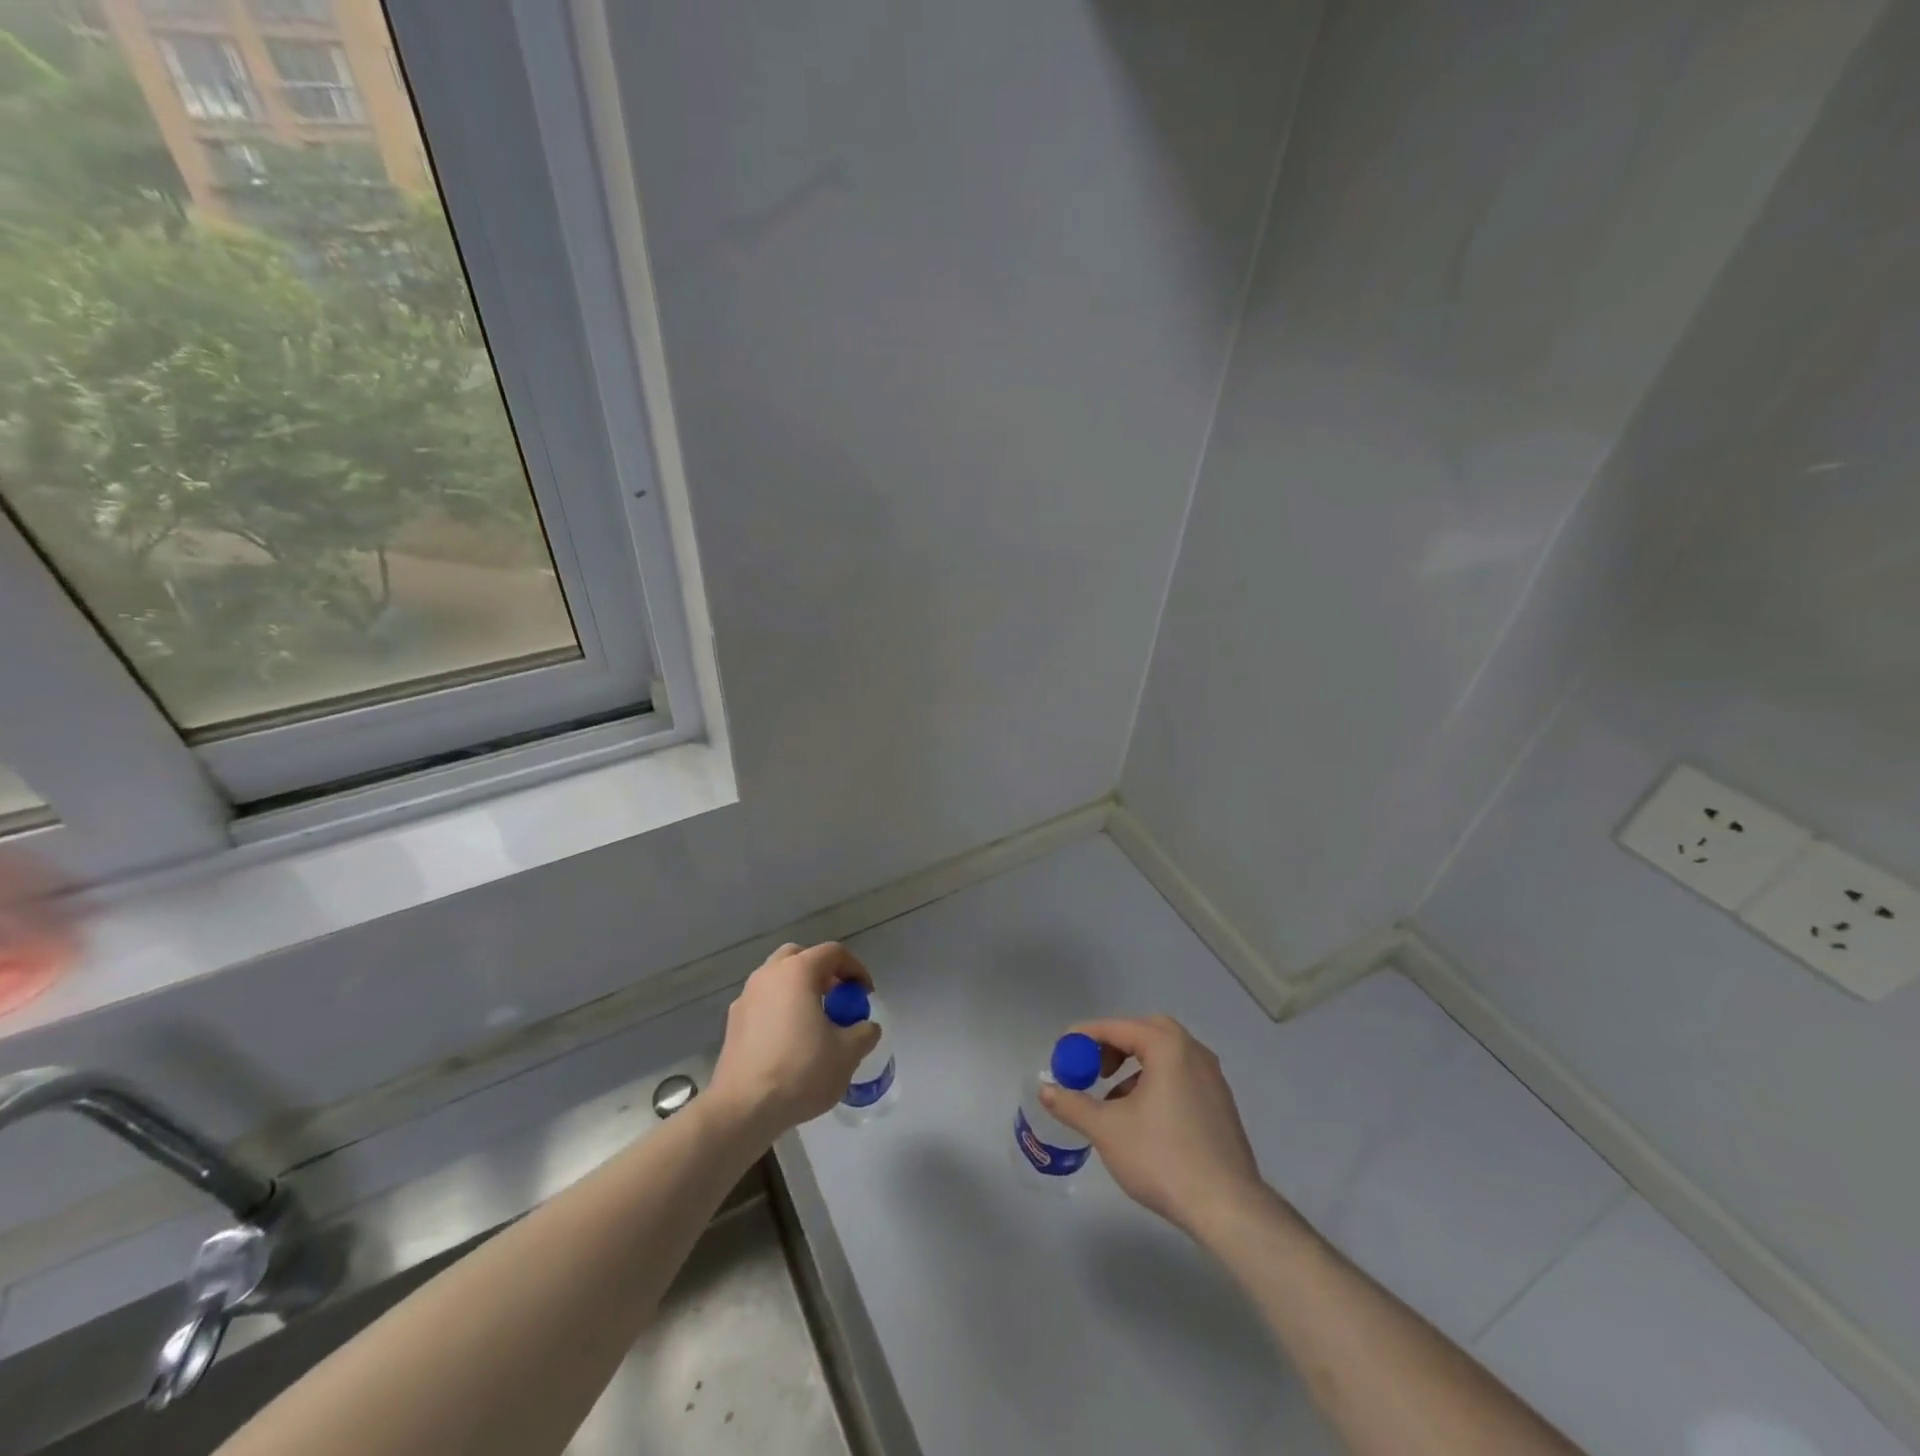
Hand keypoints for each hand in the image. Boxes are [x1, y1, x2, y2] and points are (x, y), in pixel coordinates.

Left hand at [709, 942, 880, 1139]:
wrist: (743, 1108)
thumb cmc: (800, 1071)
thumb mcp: (847, 1054)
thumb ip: (864, 1033)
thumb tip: (867, 1027)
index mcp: (798, 972)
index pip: (833, 953)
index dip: (855, 969)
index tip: (865, 995)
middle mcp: (768, 975)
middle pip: (800, 957)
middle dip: (822, 972)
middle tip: (837, 998)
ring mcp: (746, 997)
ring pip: (778, 979)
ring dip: (799, 990)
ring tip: (815, 1021)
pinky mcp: (733, 1023)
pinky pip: (763, 1002)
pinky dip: (780, 1009)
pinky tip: (789, 1041)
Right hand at [1040, 1015, 1268, 1239]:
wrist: (1228, 1207)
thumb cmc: (1163, 1158)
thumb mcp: (1107, 1130)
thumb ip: (1072, 1104)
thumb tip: (1045, 1089)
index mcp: (1168, 1047)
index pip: (1118, 1027)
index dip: (1086, 1036)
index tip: (1063, 1051)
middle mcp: (1194, 1052)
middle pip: (1147, 1031)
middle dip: (1115, 1045)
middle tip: (1094, 1069)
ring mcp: (1213, 1078)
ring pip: (1166, 1055)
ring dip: (1135, 1067)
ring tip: (1113, 1100)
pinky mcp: (1221, 1104)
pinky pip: (1181, 1076)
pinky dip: (1156, 1083)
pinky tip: (1143, 1119)